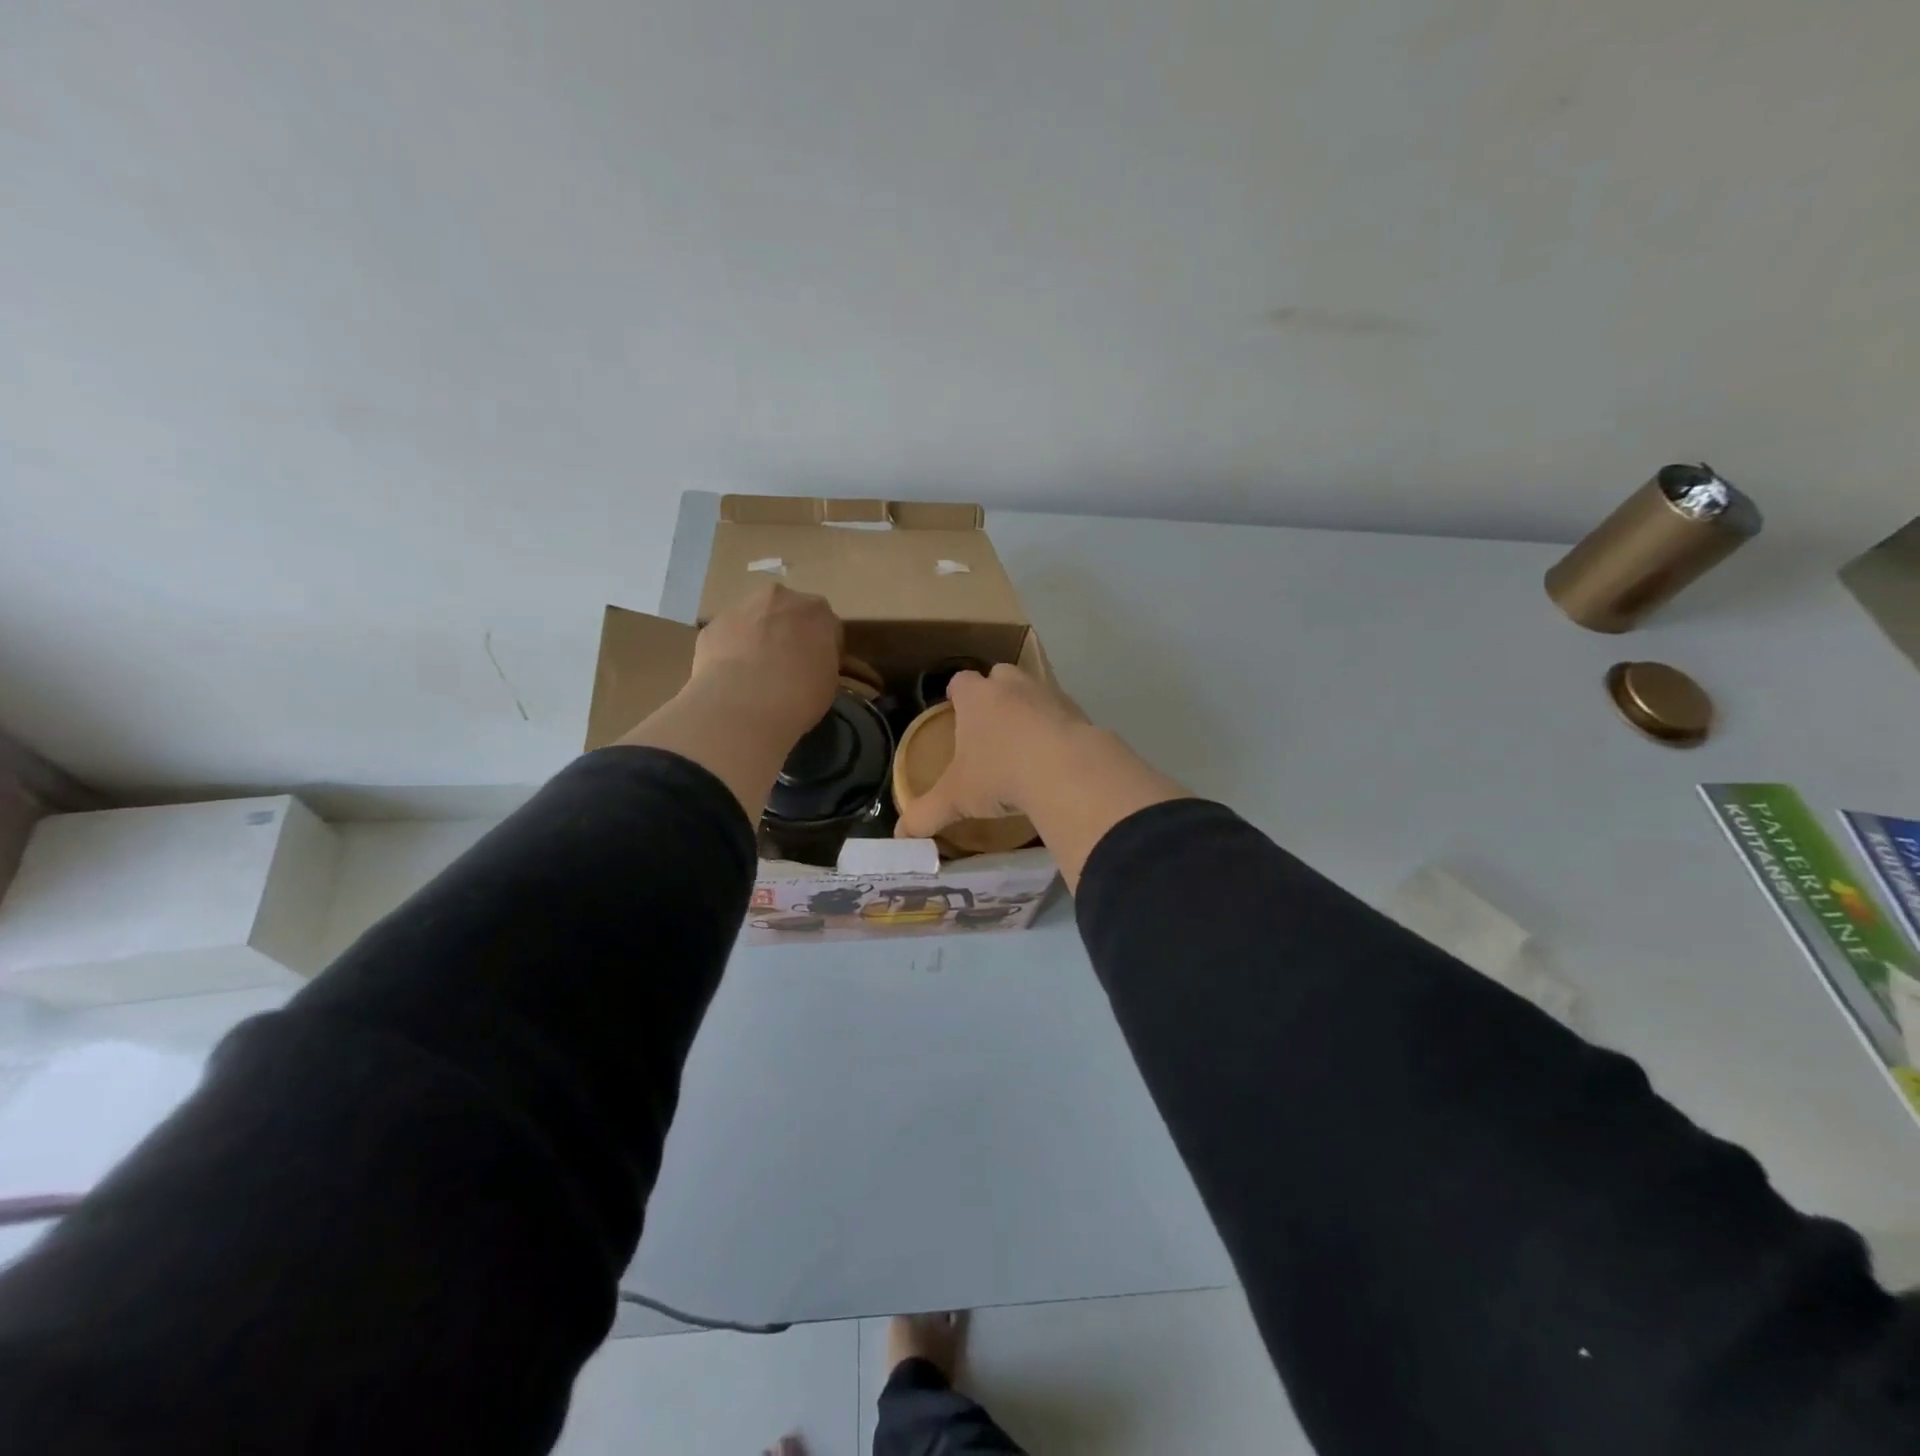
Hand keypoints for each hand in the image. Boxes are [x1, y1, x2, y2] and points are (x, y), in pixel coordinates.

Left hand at [690, 583, 841, 742]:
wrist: (743, 706)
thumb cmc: (799, 696)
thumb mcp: (829, 682)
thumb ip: (823, 662)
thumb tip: (813, 664)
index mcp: (817, 611)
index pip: (827, 625)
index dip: (823, 647)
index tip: (817, 667)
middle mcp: (781, 598)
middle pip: (789, 612)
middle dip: (789, 633)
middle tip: (787, 666)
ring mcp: (742, 607)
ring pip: (756, 619)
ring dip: (759, 637)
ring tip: (756, 673)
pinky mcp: (713, 625)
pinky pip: (729, 635)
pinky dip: (731, 650)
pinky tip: (732, 677)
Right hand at [896, 665, 1089, 838]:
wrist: (1066, 771)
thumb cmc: (999, 775)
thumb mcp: (956, 799)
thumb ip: (926, 814)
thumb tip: (901, 835)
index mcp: (976, 697)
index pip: (960, 681)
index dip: (956, 694)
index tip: (955, 708)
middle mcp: (1011, 686)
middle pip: (999, 677)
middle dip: (994, 694)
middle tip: (990, 726)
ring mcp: (1049, 695)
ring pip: (1034, 692)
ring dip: (1028, 710)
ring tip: (1024, 744)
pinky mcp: (1080, 712)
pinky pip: (1063, 715)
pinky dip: (1057, 730)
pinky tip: (1054, 758)